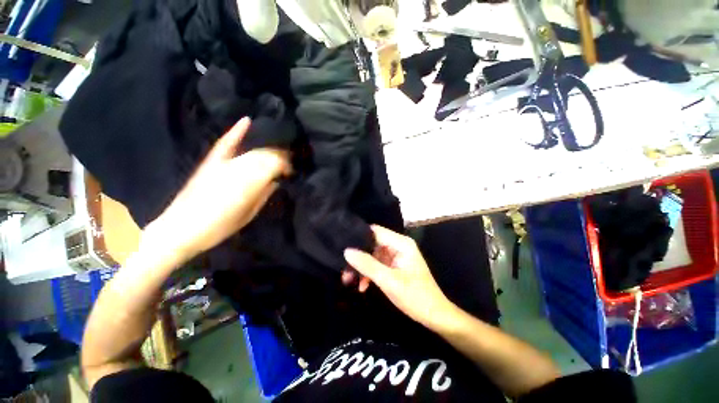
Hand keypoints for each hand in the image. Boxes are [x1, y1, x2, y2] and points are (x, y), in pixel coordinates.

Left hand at [144, 118, 289, 263]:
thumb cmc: (218, 227)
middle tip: (289, 161)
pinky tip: (247, 121)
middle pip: (264, 155)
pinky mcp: (210, 161)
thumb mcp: (248, 214)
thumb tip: (277, 181)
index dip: (286, 165)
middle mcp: (236, 168)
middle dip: (279, 156)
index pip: (273, 165)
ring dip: (267, 149)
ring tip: (278, 150)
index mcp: (247, 184)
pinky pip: (226, 142)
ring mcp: (222, 162)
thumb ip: (263, 195)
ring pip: (252, 150)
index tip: (292, 171)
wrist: (179, 229)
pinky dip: (237, 131)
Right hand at [344, 225, 455, 329]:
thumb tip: (347, 251)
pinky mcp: (395, 266)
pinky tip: (362, 286)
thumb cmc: (415, 297)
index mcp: (401, 243)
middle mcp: (398, 245)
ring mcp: (397, 256)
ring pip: (373, 255)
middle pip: (372, 243)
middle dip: (358, 256)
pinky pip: (378, 264)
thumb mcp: (389, 281)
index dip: (358, 236)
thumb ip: (367, 265)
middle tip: (344, 269)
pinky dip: (369, 273)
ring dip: (362, 267)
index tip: (343, 245)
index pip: (375, 231)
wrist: (434, 316)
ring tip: (348, 279)